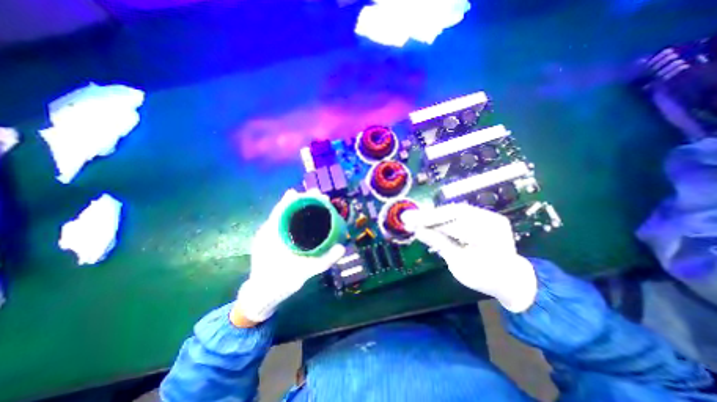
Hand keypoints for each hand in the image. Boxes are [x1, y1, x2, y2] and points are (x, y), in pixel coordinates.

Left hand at [234, 190, 345, 324]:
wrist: (261, 296)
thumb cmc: (279, 284)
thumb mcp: (303, 273)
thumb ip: (323, 261)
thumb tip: (342, 247)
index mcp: (271, 234)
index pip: (284, 208)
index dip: (299, 198)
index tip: (315, 193)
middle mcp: (269, 231)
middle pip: (286, 209)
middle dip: (303, 201)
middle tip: (321, 198)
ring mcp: (269, 235)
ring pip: (285, 215)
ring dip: (300, 208)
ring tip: (317, 204)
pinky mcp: (272, 240)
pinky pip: (284, 224)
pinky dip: (296, 217)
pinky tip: (307, 219)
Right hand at [403, 203, 537, 311]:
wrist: (511, 281)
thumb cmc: (485, 278)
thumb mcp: (459, 265)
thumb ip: (439, 243)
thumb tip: (418, 231)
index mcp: (488, 233)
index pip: (454, 219)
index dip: (430, 219)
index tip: (411, 221)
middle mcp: (491, 219)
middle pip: (454, 211)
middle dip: (430, 216)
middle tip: (411, 219)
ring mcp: (489, 216)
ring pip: (455, 211)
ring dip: (436, 217)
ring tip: (419, 222)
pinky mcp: (485, 218)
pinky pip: (460, 215)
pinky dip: (445, 219)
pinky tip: (433, 223)